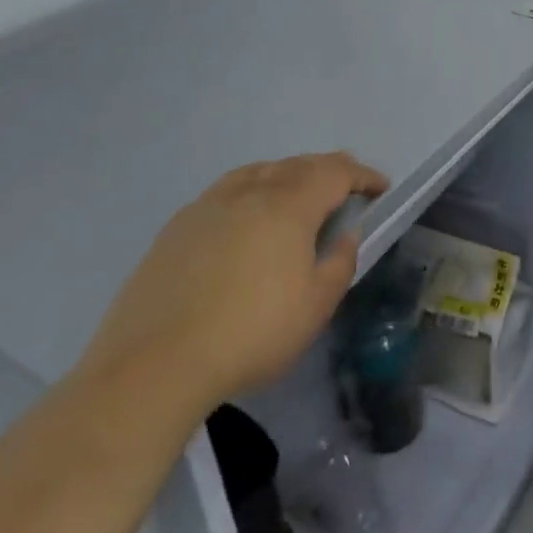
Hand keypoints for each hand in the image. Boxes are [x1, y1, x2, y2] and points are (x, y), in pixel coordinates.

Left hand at [79, 153, 388, 411]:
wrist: (151, 368)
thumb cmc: (250, 335)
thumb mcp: (316, 307)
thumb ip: (340, 263)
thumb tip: (345, 236)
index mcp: (290, 205)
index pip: (337, 172)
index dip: (363, 175)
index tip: (381, 187)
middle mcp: (251, 192)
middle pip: (299, 165)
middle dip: (329, 170)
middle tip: (347, 186)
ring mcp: (209, 206)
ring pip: (260, 171)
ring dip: (288, 175)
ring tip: (297, 194)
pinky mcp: (176, 228)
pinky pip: (227, 191)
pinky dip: (251, 190)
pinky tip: (246, 216)